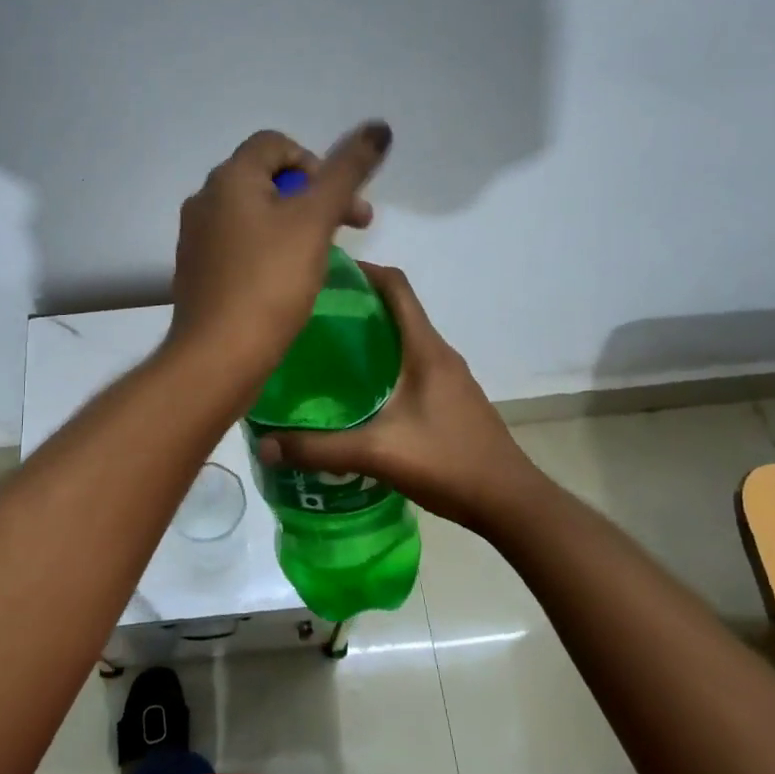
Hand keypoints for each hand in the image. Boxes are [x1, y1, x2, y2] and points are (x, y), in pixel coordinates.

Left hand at [167, 122, 390, 377]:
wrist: (218, 356)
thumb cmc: (270, 282)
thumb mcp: (316, 220)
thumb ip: (347, 172)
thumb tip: (378, 127)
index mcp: (229, 178)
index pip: (275, 143)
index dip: (316, 162)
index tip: (340, 201)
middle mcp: (205, 200)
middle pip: (267, 179)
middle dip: (313, 197)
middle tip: (351, 228)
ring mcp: (197, 238)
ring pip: (255, 215)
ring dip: (293, 225)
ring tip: (320, 257)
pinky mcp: (198, 272)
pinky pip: (240, 247)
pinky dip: (269, 251)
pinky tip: (287, 283)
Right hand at [253, 264, 538, 533]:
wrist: (510, 502)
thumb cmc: (449, 463)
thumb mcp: (377, 454)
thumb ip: (319, 448)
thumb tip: (263, 445)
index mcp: (425, 350)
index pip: (396, 286)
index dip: (362, 270)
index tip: (323, 273)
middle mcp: (439, 354)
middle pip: (396, 311)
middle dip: (355, 306)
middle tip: (308, 318)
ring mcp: (449, 378)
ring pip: (403, 341)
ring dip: (368, 338)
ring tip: (324, 353)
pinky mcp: (450, 400)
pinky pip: (410, 366)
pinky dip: (382, 365)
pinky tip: (356, 394)